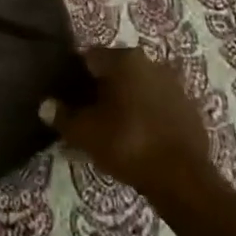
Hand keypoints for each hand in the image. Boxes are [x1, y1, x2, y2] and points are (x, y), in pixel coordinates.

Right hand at [40, 47, 219, 212]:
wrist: (183, 178)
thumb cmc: (127, 144)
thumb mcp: (84, 132)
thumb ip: (62, 116)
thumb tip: (45, 105)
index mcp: (124, 59)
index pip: (89, 57)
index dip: (74, 76)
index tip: (67, 97)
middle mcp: (150, 62)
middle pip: (115, 71)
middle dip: (99, 89)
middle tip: (86, 114)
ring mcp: (174, 84)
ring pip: (137, 87)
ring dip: (124, 102)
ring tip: (111, 128)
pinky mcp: (189, 108)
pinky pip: (157, 104)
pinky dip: (145, 114)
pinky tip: (136, 136)